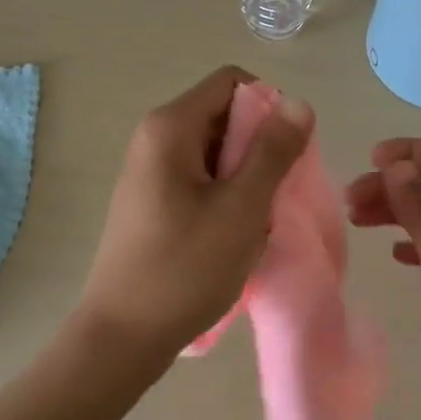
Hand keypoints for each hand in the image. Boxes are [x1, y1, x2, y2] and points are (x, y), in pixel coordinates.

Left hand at [74, 66, 312, 371]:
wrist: (122, 337)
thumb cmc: (185, 267)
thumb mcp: (241, 207)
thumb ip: (273, 151)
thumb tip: (298, 103)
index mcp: (171, 126)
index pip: (232, 82)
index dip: (268, 106)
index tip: (285, 152)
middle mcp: (155, 136)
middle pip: (224, 114)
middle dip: (259, 146)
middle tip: (273, 193)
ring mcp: (150, 168)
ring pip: (216, 149)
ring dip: (245, 176)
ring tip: (252, 220)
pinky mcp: (152, 197)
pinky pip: (200, 176)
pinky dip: (225, 194)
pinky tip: (232, 233)